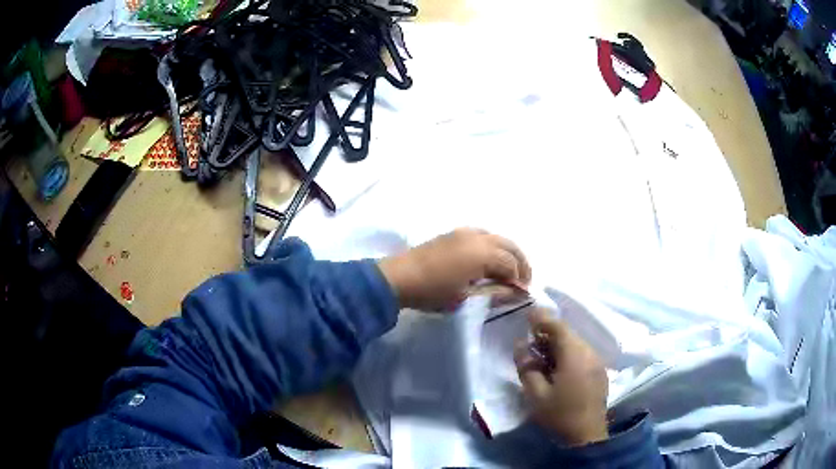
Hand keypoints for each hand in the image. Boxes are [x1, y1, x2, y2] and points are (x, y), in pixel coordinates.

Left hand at [377, 228, 530, 310]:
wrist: (399, 278)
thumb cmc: (433, 293)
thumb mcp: (467, 299)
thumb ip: (496, 294)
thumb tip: (517, 292)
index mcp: (482, 253)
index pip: (512, 264)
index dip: (521, 278)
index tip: (523, 293)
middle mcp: (478, 237)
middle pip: (509, 245)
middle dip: (520, 262)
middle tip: (523, 280)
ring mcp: (465, 232)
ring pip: (497, 237)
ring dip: (508, 252)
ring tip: (509, 271)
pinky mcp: (455, 233)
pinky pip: (484, 235)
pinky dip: (494, 246)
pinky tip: (490, 260)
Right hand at [515, 309, 609, 445]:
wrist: (586, 436)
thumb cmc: (559, 415)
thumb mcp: (536, 395)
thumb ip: (527, 367)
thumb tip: (521, 345)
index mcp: (575, 355)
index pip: (558, 327)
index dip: (542, 318)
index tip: (527, 314)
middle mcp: (590, 353)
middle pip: (568, 334)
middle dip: (548, 333)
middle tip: (530, 339)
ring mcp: (597, 362)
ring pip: (576, 344)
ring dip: (558, 344)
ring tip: (541, 355)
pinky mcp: (599, 372)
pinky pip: (582, 354)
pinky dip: (568, 353)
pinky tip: (557, 367)